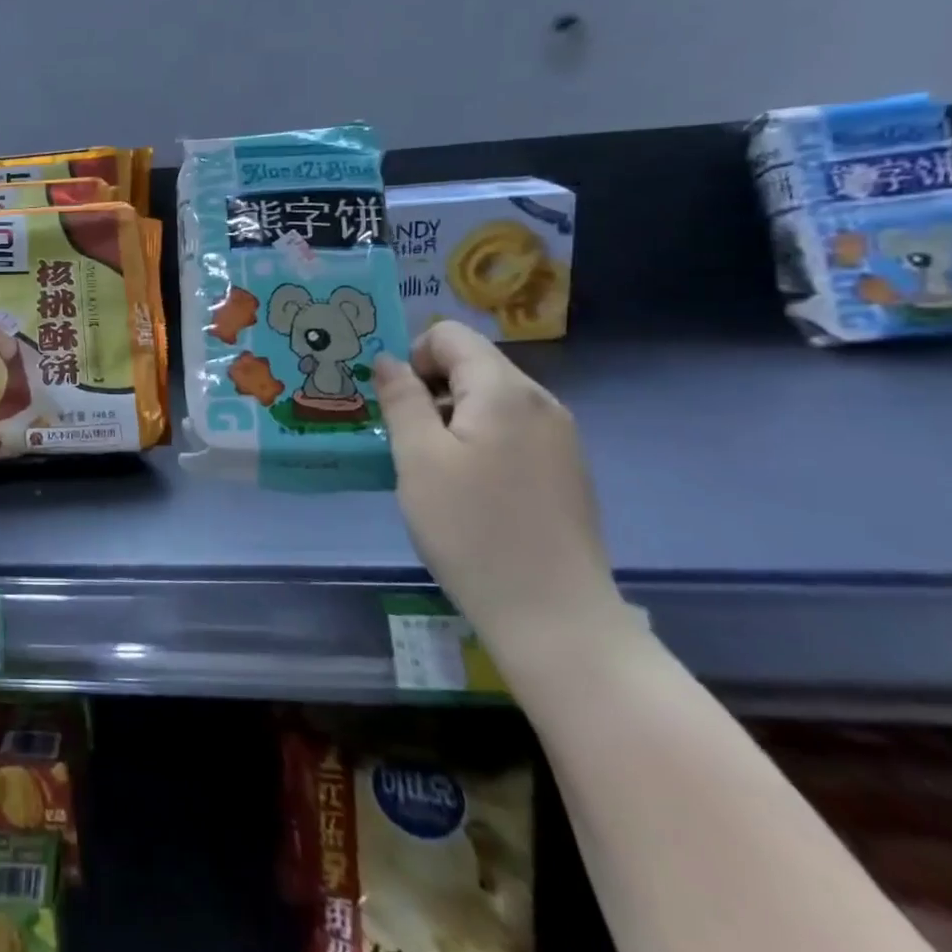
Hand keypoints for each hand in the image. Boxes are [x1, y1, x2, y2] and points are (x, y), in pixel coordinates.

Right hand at [375, 322, 627, 663]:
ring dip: (451, 417)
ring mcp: (560, 438)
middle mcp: (541, 402)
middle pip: (472, 365)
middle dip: (429, 389)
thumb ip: (400, 398)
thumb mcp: (418, 458)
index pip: (450, 335)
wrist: (553, 616)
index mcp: (506, 390)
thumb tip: (387, 359)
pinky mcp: (564, 471)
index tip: (395, 405)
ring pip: (490, 400)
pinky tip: (466, 489)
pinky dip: (478, 441)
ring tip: (430, 468)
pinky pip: (510, 431)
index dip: (412, 357)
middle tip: (404, 439)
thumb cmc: (472, 529)